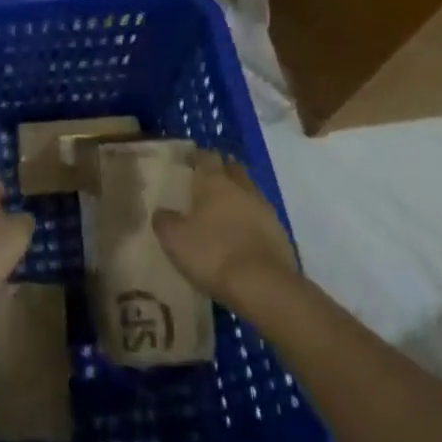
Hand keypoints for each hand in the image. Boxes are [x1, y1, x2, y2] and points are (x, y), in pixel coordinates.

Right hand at [153, 151, 297, 305]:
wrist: (263, 285)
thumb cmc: (213, 254)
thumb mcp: (175, 239)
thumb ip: (165, 221)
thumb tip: (161, 211)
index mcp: (215, 182)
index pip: (207, 156)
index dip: (197, 156)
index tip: (188, 161)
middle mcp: (242, 188)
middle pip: (233, 168)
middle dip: (222, 170)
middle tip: (207, 181)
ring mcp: (265, 209)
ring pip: (249, 192)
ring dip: (238, 195)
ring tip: (224, 209)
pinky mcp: (280, 233)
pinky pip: (261, 216)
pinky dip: (251, 219)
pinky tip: (242, 234)